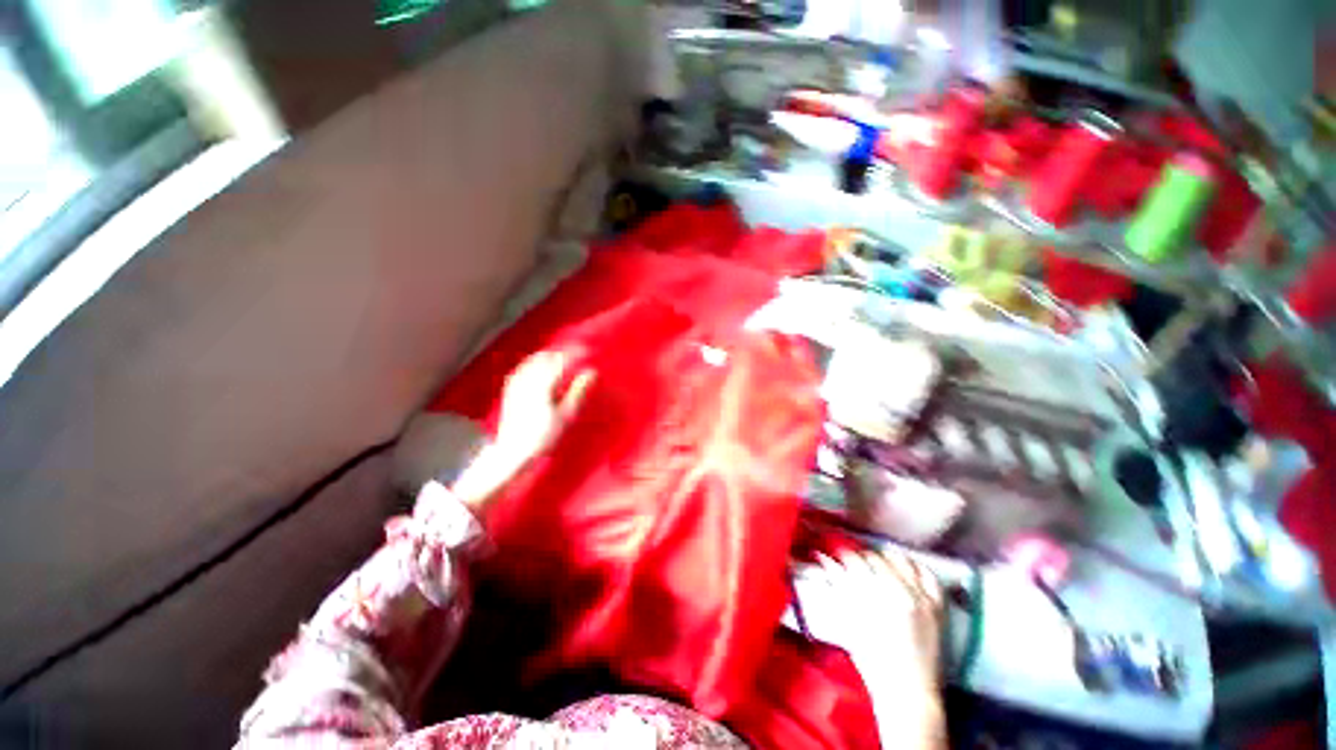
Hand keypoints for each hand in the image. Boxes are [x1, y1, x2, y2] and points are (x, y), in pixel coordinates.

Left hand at [493, 350, 595, 470]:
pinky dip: (538, 361)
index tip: (590, 350)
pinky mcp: (510, 386)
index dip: (578, 352)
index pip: (563, 360)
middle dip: (565, 352)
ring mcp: (516, 381)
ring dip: (552, 354)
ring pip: (535, 358)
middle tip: (580, 353)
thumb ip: (579, 390)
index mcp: (543, 383)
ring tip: (565, 357)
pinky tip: (544, 365)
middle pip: (548, 356)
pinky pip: (525, 365)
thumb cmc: (543, 436)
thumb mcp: (566, 415)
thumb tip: (592, 371)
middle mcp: (527, 378)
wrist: (512, 451)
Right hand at [794, 548, 943, 686]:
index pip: (854, 560)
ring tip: (878, 563)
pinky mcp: (937, 606)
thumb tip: (822, 558)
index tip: (835, 554)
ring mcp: (921, 597)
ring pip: (901, 560)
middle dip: (860, 556)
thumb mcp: (849, 620)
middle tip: (852, 561)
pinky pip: (927, 575)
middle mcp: (899, 590)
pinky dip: (915, 567)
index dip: (841, 554)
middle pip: (876, 558)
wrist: (908, 692)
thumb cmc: (872, 661)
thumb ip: (838, 585)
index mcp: (874, 595)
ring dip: (886, 557)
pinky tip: (905, 569)